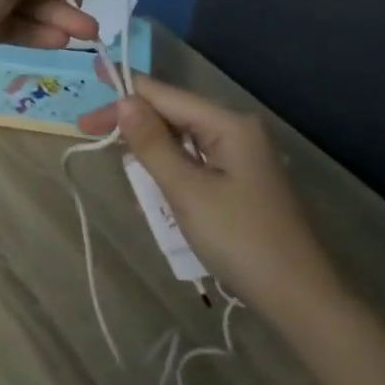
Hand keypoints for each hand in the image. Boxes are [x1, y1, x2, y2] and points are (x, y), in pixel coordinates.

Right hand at [78, 75, 348, 325]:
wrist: (297, 296)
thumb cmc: (239, 238)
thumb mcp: (186, 190)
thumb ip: (152, 144)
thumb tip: (124, 100)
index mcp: (228, 125)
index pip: (165, 96)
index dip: (124, 93)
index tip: (88, 88)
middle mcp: (236, 132)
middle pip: (172, 117)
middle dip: (133, 128)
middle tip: (87, 133)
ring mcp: (240, 158)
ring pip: (180, 144)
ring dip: (151, 159)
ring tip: (126, 179)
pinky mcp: (239, 183)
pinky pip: (194, 167)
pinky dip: (170, 178)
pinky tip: (153, 200)